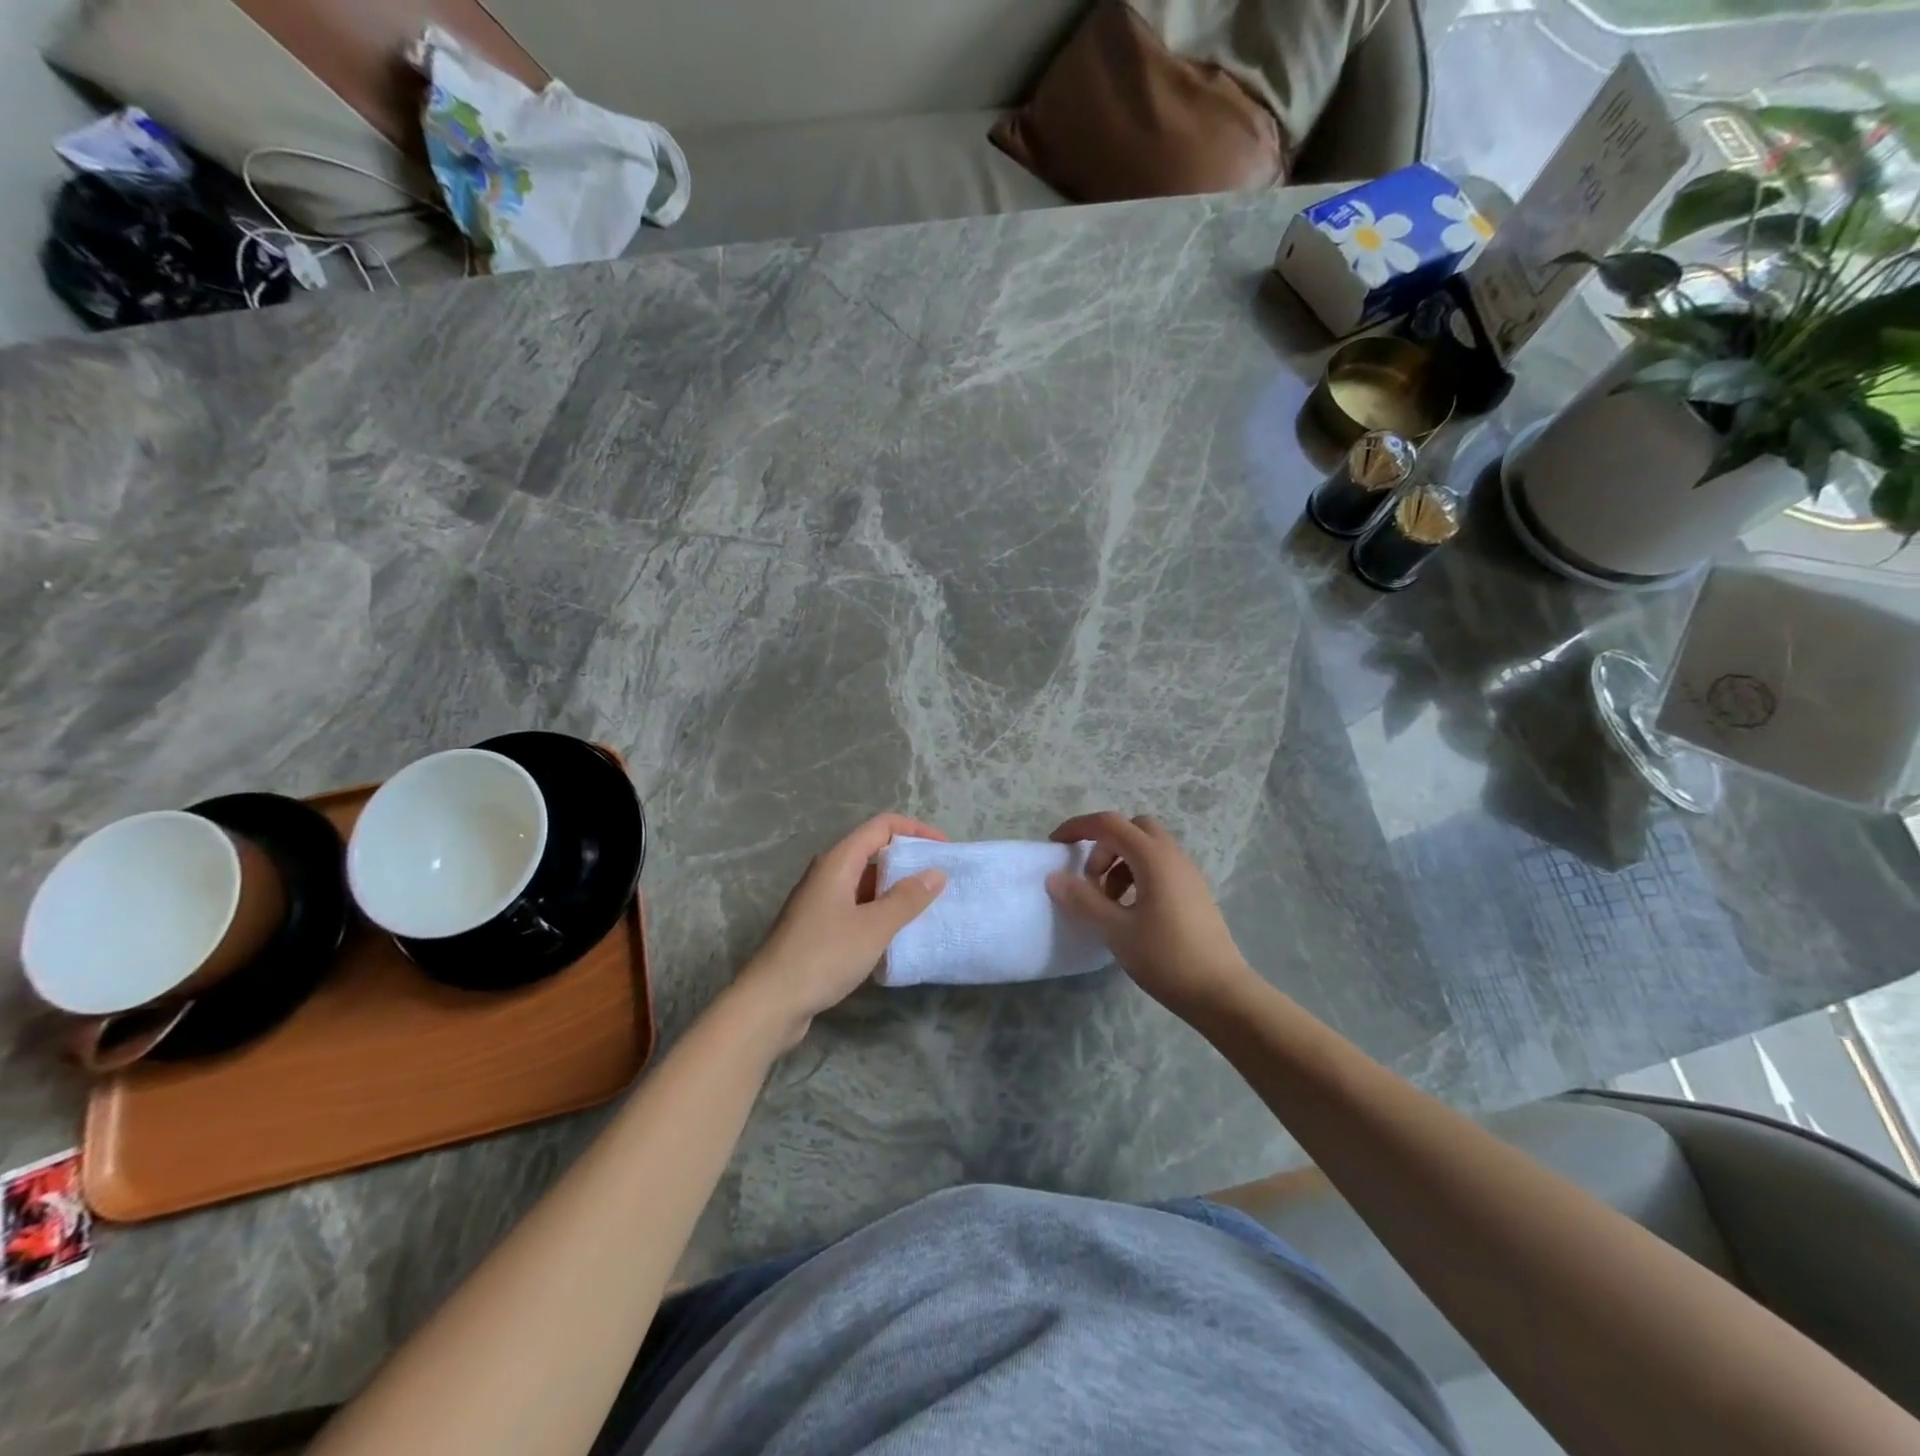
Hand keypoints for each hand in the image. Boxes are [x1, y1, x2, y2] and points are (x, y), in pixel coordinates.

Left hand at [734, 813, 947, 1047]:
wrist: (771, 1001)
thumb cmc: (824, 956)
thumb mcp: (874, 927)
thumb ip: (907, 898)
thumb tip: (936, 873)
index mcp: (838, 862)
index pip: (881, 826)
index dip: (915, 830)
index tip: (944, 849)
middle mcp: (827, 873)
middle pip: (873, 850)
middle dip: (908, 860)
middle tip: (941, 879)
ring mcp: (821, 901)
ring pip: (866, 881)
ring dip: (896, 888)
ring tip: (928, 905)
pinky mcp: (819, 927)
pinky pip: (857, 906)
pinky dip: (880, 911)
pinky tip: (898, 932)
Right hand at [1045, 812, 1255, 1017]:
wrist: (1221, 992)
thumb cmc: (1166, 957)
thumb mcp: (1115, 930)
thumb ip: (1083, 900)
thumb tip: (1055, 878)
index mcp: (1153, 858)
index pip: (1109, 824)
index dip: (1078, 827)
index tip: (1055, 845)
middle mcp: (1172, 856)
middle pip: (1132, 829)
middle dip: (1104, 845)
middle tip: (1090, 880)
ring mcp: (1187, 874)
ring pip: (1146, 849)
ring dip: (1119, 863)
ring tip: (1108, 903)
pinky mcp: (1193, 892)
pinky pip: (1159, 867)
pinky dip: (1137, 876)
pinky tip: (1131, 913)